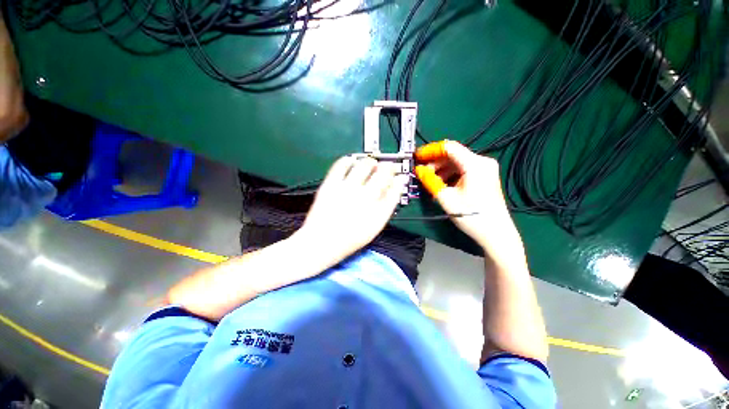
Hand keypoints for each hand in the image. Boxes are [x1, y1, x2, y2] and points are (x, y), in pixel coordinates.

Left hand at [296, 156, 406, 262]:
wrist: (321, 242)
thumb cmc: (349, 239)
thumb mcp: (373, 228)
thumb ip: (385, 208)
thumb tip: (393, 189)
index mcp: (378, 212)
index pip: (395, 190)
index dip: (398, 180)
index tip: (398, 177)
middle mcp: (365, 198)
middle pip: (383, 173)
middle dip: (388, 168)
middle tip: (386, 167)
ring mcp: (347, 190)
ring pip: (365, 165)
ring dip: (371, 162)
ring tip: (370, 164)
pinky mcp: (331, 185)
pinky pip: (341, 165)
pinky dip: (348, 160)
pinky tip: (350, 162)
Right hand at [414, 140, 524, 263]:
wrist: (496, 233)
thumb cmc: (472, 216)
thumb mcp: (446, 198)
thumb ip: (430, 181)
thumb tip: (418, 170)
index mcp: (475, 164)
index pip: (449, 147)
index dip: (430, 150)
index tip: (417, 157)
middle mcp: (482, 162)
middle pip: (453, 155)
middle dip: (435, 162)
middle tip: (421, 173)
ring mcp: (485, 169)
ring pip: (457, 162)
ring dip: (441, 169)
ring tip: (429, 181)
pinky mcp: (484, 176)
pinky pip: (463, 170)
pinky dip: (450, 174)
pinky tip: (441, 184)